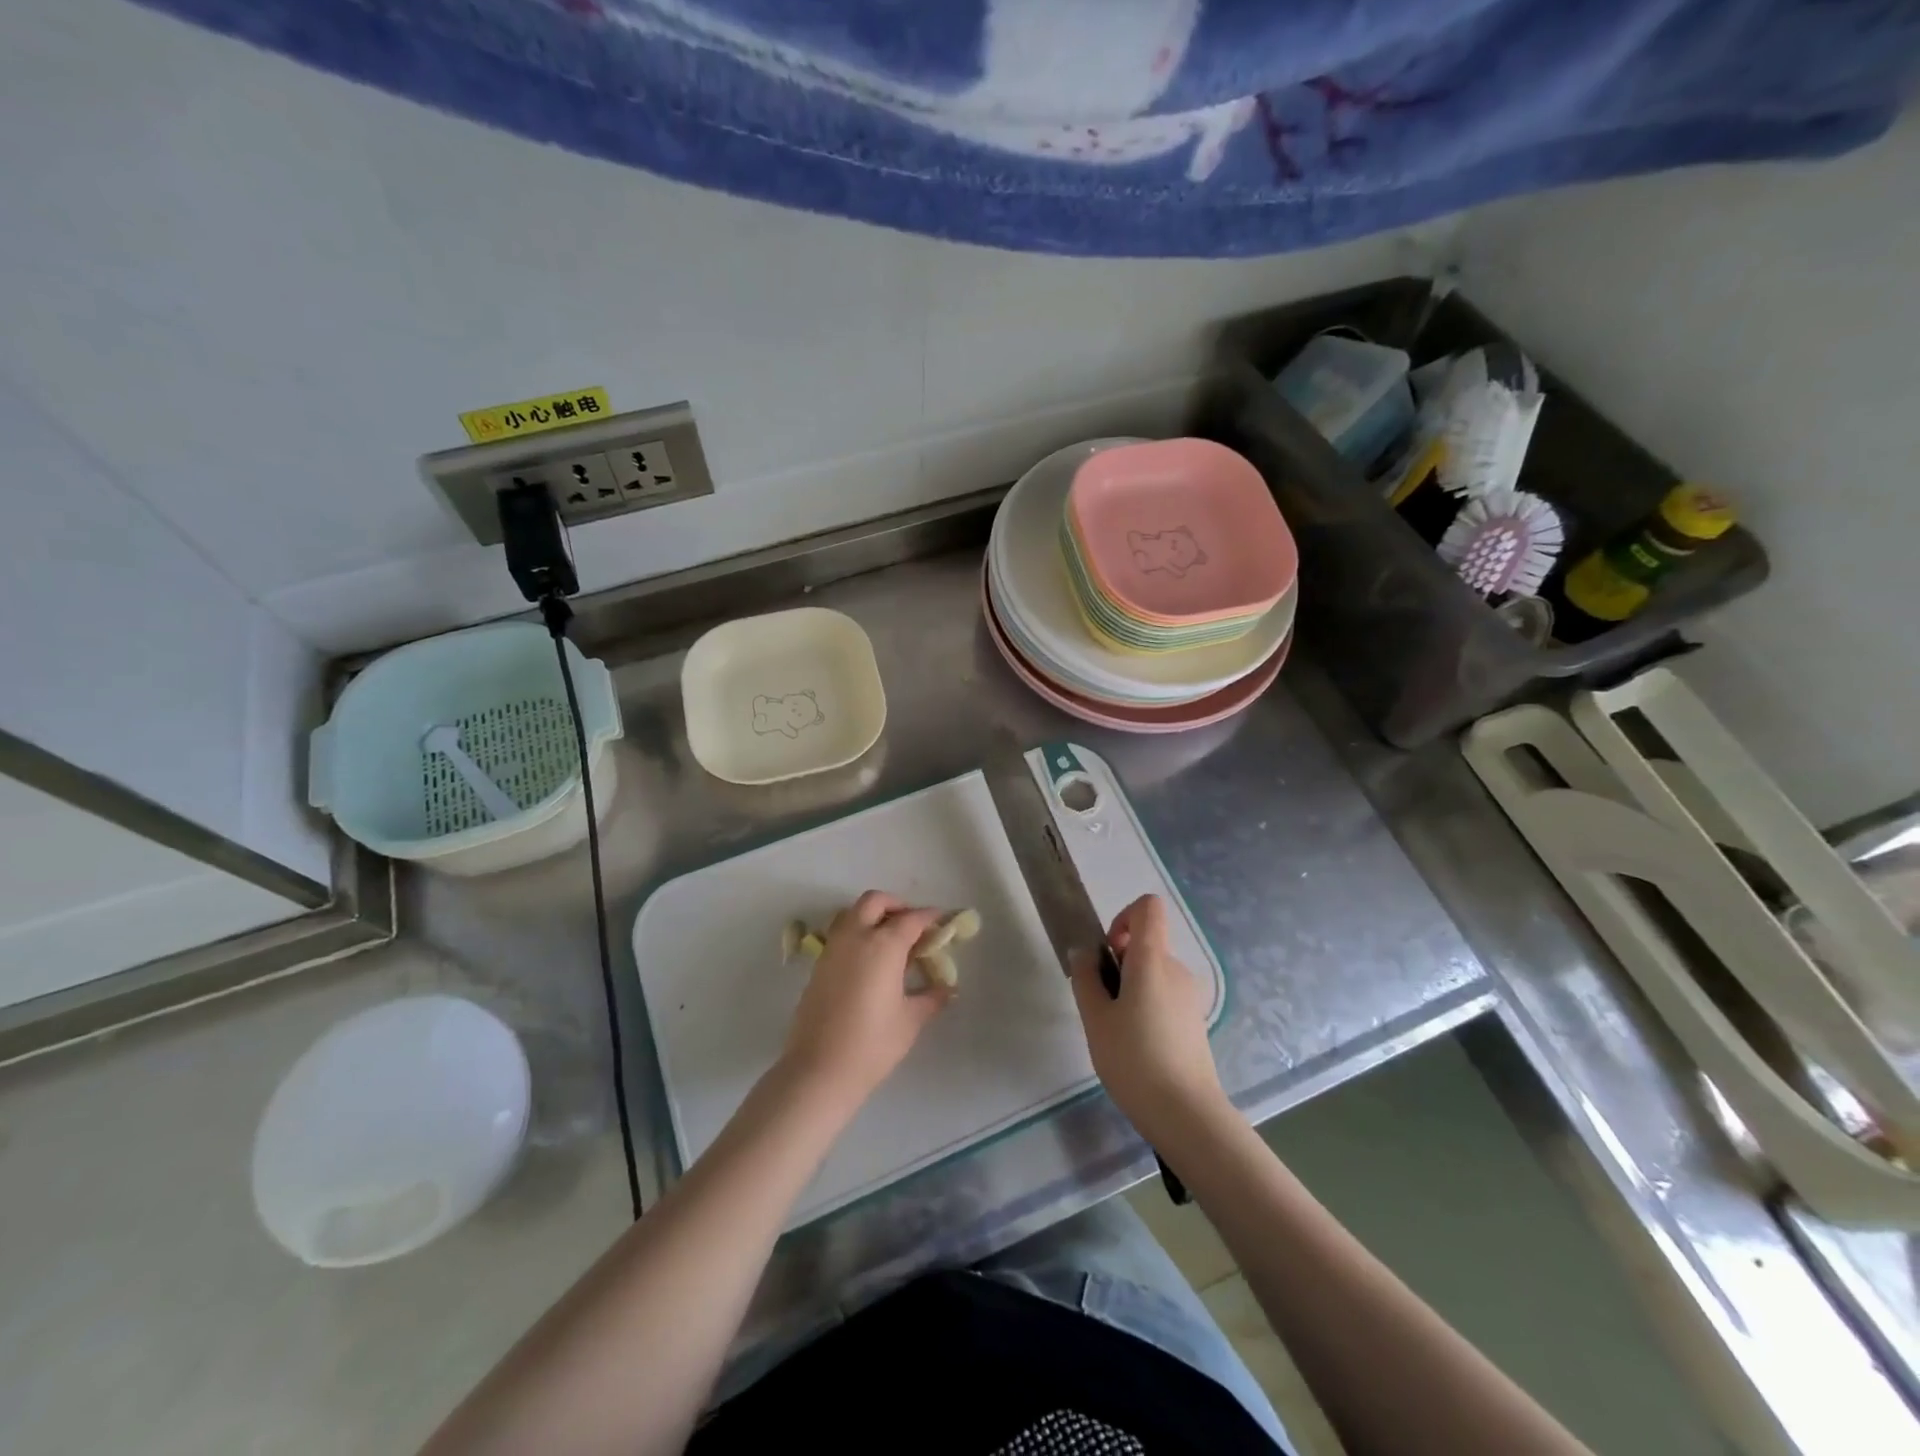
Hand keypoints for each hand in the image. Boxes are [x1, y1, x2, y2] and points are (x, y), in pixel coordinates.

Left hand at [779, 891, 950, 1112]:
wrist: (819, 1069)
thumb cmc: (872, 1044)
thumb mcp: (910, 1020)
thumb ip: (931, 998)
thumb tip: (947, 989)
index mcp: (883, 945)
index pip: (911, 919)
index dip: (930, 917)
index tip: (942, 921)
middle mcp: (855, 937)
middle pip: (875, 901)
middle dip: (896, 905)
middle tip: (913, 926)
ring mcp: (832, 949)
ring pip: (852, 914)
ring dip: (873, 916)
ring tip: (890, 941)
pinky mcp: (818, 965)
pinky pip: (840, 934)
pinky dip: (857, 934)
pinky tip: (869, 961)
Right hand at [1071, 894, 1225, 1142]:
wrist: (1186, 1113)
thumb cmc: (1134, 1060)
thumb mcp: (1096, 1019)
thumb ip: (1086, 978)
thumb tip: (1085, 951)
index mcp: (1152, 960)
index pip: (1148, 908)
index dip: (1123, 917)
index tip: (1107, 953)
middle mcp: (1176, 969)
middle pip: (1146, 944)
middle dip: (1119, 963)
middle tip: (1102, 1005)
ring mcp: (1189, 995)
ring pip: (1153, 973)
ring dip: (1131, 988)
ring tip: (1117, 1031)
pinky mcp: (1194, 1019)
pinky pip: (1164, 995)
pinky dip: (1146, 1006)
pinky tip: (1137, 1046)